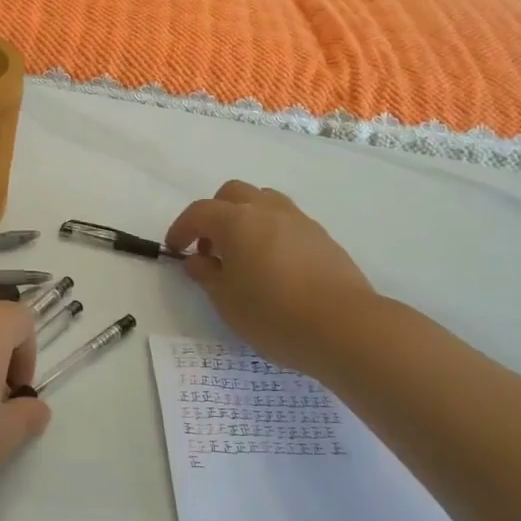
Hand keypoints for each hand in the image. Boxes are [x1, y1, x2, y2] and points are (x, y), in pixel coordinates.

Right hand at [166, 181, 382, 380]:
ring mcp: (299, 220)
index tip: (174, 249)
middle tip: (210, 248)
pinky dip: (270, 231)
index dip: (181, 228)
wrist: (345, 327)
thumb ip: (207, 275)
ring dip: (245, 217)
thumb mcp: (227, 301)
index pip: (199, 212)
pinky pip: (286, 220)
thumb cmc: (275, 315)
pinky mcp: (322, 237)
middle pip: (232, 194)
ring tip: (243, 253)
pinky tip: (274, 264)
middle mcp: (267, 210)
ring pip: (263, 200)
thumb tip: (197, 260)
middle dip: (214, 214)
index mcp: (237, 222)